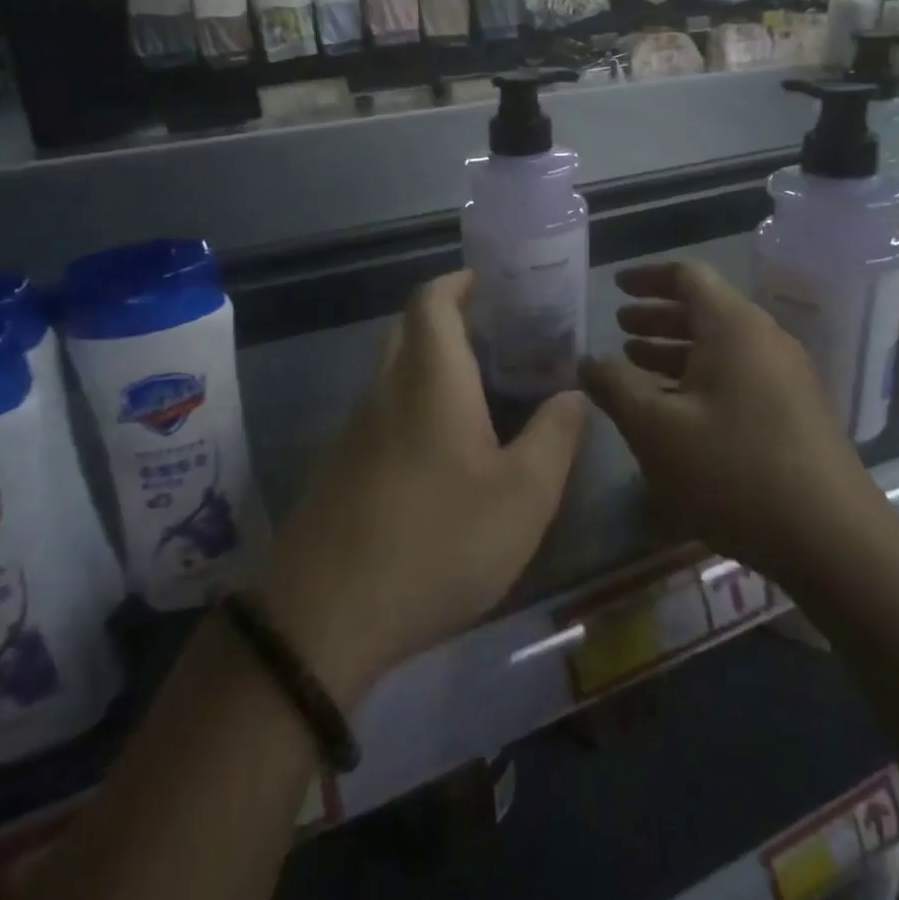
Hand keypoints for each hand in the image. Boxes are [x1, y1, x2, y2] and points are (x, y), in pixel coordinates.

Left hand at [260, 272, 584, 707]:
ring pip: (393, 374)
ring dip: (430, 365)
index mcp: (430, 380)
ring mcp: (354, 430)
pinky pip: (380, 414)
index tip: (489, 282)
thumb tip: (573, 393)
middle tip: (496, 337)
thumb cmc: (438, 542)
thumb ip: (555, 437)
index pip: (432, 301)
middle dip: (447, 318)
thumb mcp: (523, 497)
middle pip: (408, 330)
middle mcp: (385, 391)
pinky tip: (440, 452)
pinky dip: (412, 405)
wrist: (326, 618)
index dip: (457, 281)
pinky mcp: (338, 468)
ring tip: (480, 392)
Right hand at [580, 261, 879, 586]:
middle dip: (656, 316)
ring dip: (675, 349)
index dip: (647, 277)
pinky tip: (675, 407)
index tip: (615, 285)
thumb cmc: (733, 470)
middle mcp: (764, 339)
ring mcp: (785, 375)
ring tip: (635, 363)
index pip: (687, 276)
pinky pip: (738, 374)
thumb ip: (615, 387)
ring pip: (721, 345)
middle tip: (618, 327)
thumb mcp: (656, 428)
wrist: (832, 539)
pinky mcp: (794, 410)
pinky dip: (700, 376)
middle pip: (705, 309)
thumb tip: (587, 361)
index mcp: (733, 327)